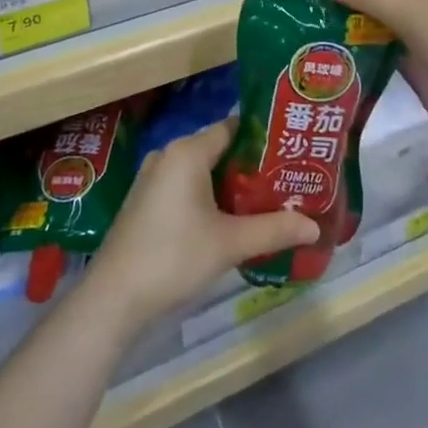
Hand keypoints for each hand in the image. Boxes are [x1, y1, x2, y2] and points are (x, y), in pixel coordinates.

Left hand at [86, 118, 318, 334]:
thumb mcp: (230, 243)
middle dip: (251, 165)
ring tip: (266, 201)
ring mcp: (152, 178)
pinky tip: (229, 220)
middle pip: (219, 149)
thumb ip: (274, 229)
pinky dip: (208, 197)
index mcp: (188, 151)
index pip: (233, 127)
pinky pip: (185, 187)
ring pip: (202, 171)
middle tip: (286, 180)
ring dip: (230, 185)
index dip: (264, 137)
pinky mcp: (144, 202)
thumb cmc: (174, 258)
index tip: (292, 150)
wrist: (113, 299)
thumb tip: (315, 226)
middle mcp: (168, 155)